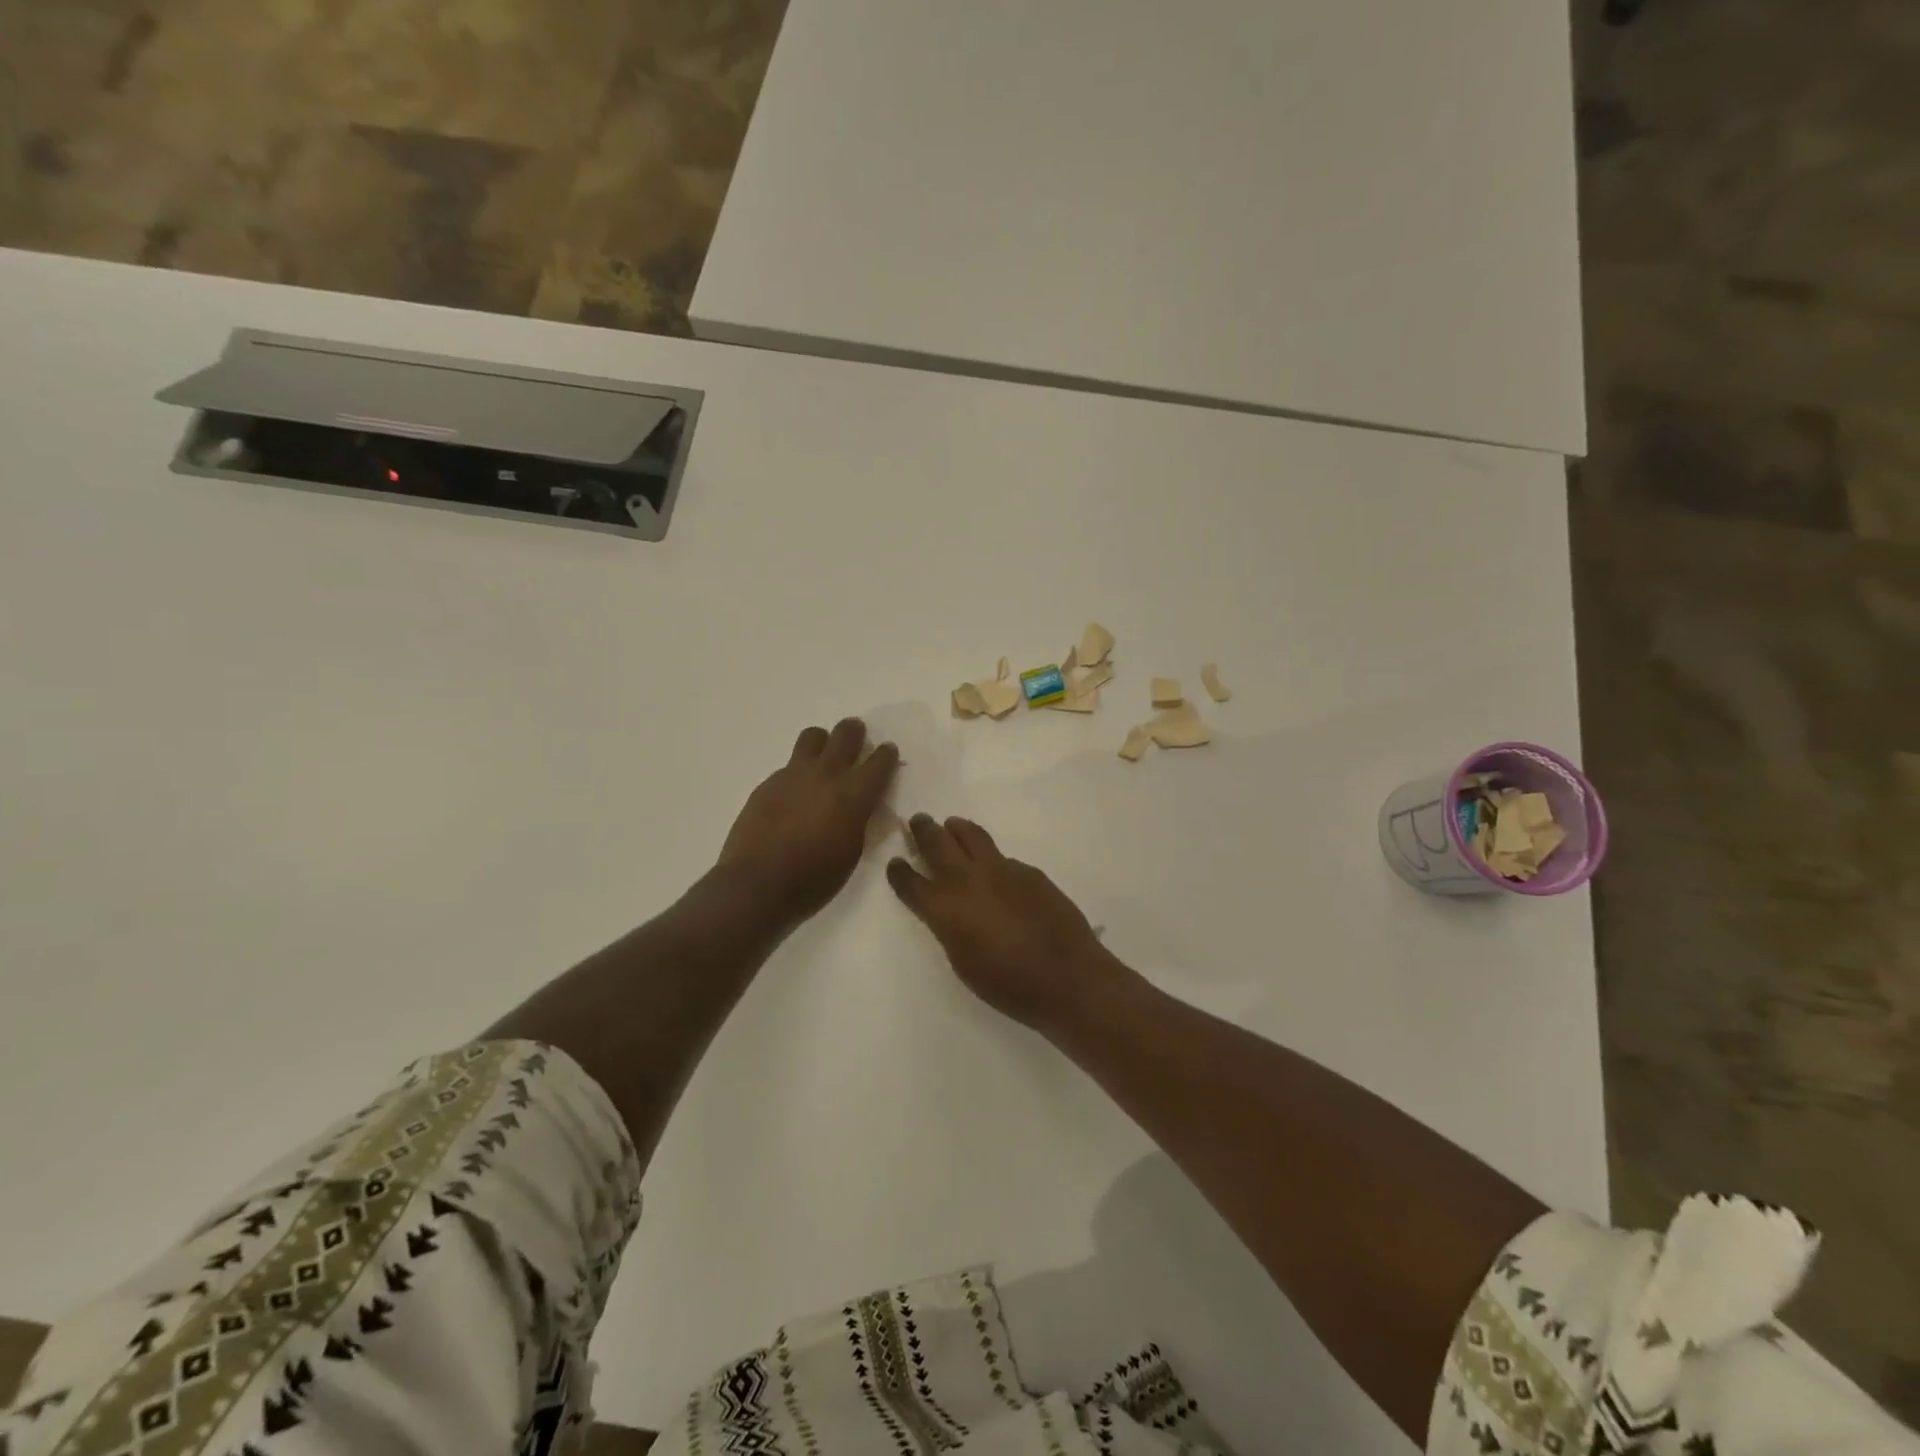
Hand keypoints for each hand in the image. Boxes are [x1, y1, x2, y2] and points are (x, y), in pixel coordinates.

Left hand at [718, 719, 898, 924]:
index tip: (888, 752)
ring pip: (813, 737)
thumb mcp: (852, 851)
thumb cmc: (814, 879)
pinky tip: (794, 793)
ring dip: (823, 741)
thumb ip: (859, 819)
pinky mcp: (768, 783)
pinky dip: (798, 772)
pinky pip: (789, 765)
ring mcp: (793, 775)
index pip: (879, 761)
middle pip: (845, 734)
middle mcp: (826, 775)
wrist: (758, 884)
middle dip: (855, 732)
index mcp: (853, 794)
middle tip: (857, 738)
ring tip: (823, 757)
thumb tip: (860, 805)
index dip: (887, 754)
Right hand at [887, 814, 1123, 1032]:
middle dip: (923, 830)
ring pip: (972, 836)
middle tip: (918, 820)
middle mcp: (967, 879)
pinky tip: (996, 871)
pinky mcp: (1028, 871)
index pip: (911, 881)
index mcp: (944, 906)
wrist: (1065, 976)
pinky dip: (991, 858)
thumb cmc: (1007, 984)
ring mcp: (1001, 869)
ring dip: (957, 829)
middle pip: (937, 843)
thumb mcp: (962, 961)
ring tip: (952, 825)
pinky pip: (1002, 857)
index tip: (895, 863)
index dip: (899, 871)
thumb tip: (951, 910)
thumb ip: (950, 928)